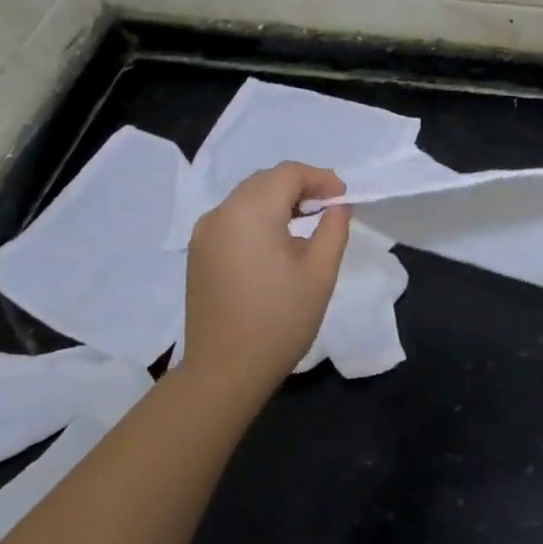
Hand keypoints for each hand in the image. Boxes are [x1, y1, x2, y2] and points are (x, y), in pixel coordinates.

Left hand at [182, 162, 351, 398]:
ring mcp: (204, 234)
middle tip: (328, 207)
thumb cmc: (281, 319)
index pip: (288, 174)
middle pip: (264, 181)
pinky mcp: (199, 254)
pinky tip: (277, 243)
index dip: (320, 178)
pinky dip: (258, 218)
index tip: (343, 197)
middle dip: (299, 186)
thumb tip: (336, 206)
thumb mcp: (320, 272)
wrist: (226, 369)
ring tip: (306, 223)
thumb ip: (333, 228)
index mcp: (250, 212)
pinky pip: (233, 219)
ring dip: (278, 201)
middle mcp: (221, 213)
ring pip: (246, 199)